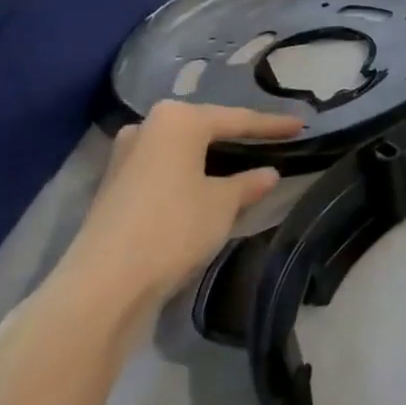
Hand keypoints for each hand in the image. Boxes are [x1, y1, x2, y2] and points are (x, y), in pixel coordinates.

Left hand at [45, 101, 301, 330]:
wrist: (104, 285)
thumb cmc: (173, 228)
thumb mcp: (223, 204)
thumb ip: (250, 183)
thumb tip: (268, 173)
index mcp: (178, 119)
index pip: (237, 119)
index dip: (272, 125)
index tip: (301, 125)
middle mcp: (147, 127)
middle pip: (205, 127)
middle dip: (236, 134)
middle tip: (270, 139)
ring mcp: (125, 156)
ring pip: (181, 148)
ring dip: (210, 155)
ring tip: (241, 159)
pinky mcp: (114, 186)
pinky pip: (164, 168)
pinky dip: (188, 172)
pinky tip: (205, 183)